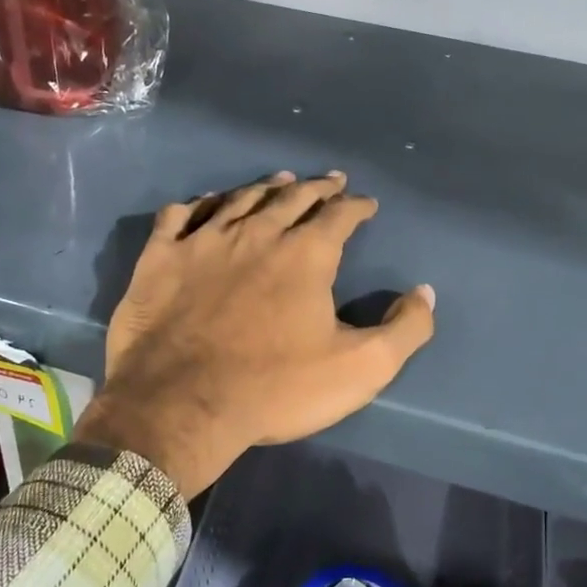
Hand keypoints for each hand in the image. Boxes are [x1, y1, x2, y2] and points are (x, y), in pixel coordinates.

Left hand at [74, 171, 436, 495]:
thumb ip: (404, 329)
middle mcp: (256, 233)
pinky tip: (205, 203)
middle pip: (291, 198)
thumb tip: (425, 293)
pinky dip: (198, 204)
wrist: (182, 405)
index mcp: (305, 255)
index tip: (366, 203)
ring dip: (265, 188)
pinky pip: (179, 215)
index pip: (339, 216)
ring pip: (239, 199)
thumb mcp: (360, 369)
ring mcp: (203, 241)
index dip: (357, 206)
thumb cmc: (275, 389)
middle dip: (316, 188)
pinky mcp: (161, 258)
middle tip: (329, 181)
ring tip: (280, 181)